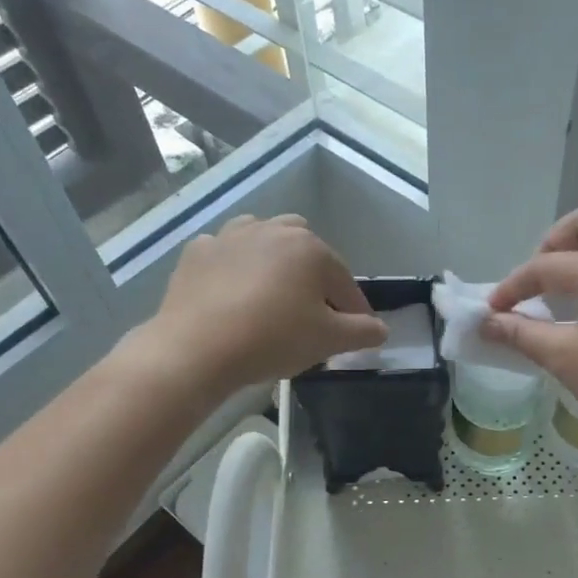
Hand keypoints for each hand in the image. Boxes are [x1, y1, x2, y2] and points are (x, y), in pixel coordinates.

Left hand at [147, 215, 386, 393]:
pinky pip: (225, 254)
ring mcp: (231, 236)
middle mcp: (274, 230)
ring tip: (271, 294)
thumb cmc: (273, 339)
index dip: (354, 311)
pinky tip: (231, 293)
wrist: (196, 347)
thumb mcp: (328, 341)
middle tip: (310, 312)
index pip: (344, 283)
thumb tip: (381, 329)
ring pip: (264, 241)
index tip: (356, 333)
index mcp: (311, 249)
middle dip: (314, 276)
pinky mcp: (198, 252)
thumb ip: (362, 332)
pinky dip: (233, 268)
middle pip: (306, 251)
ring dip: (274, 262)